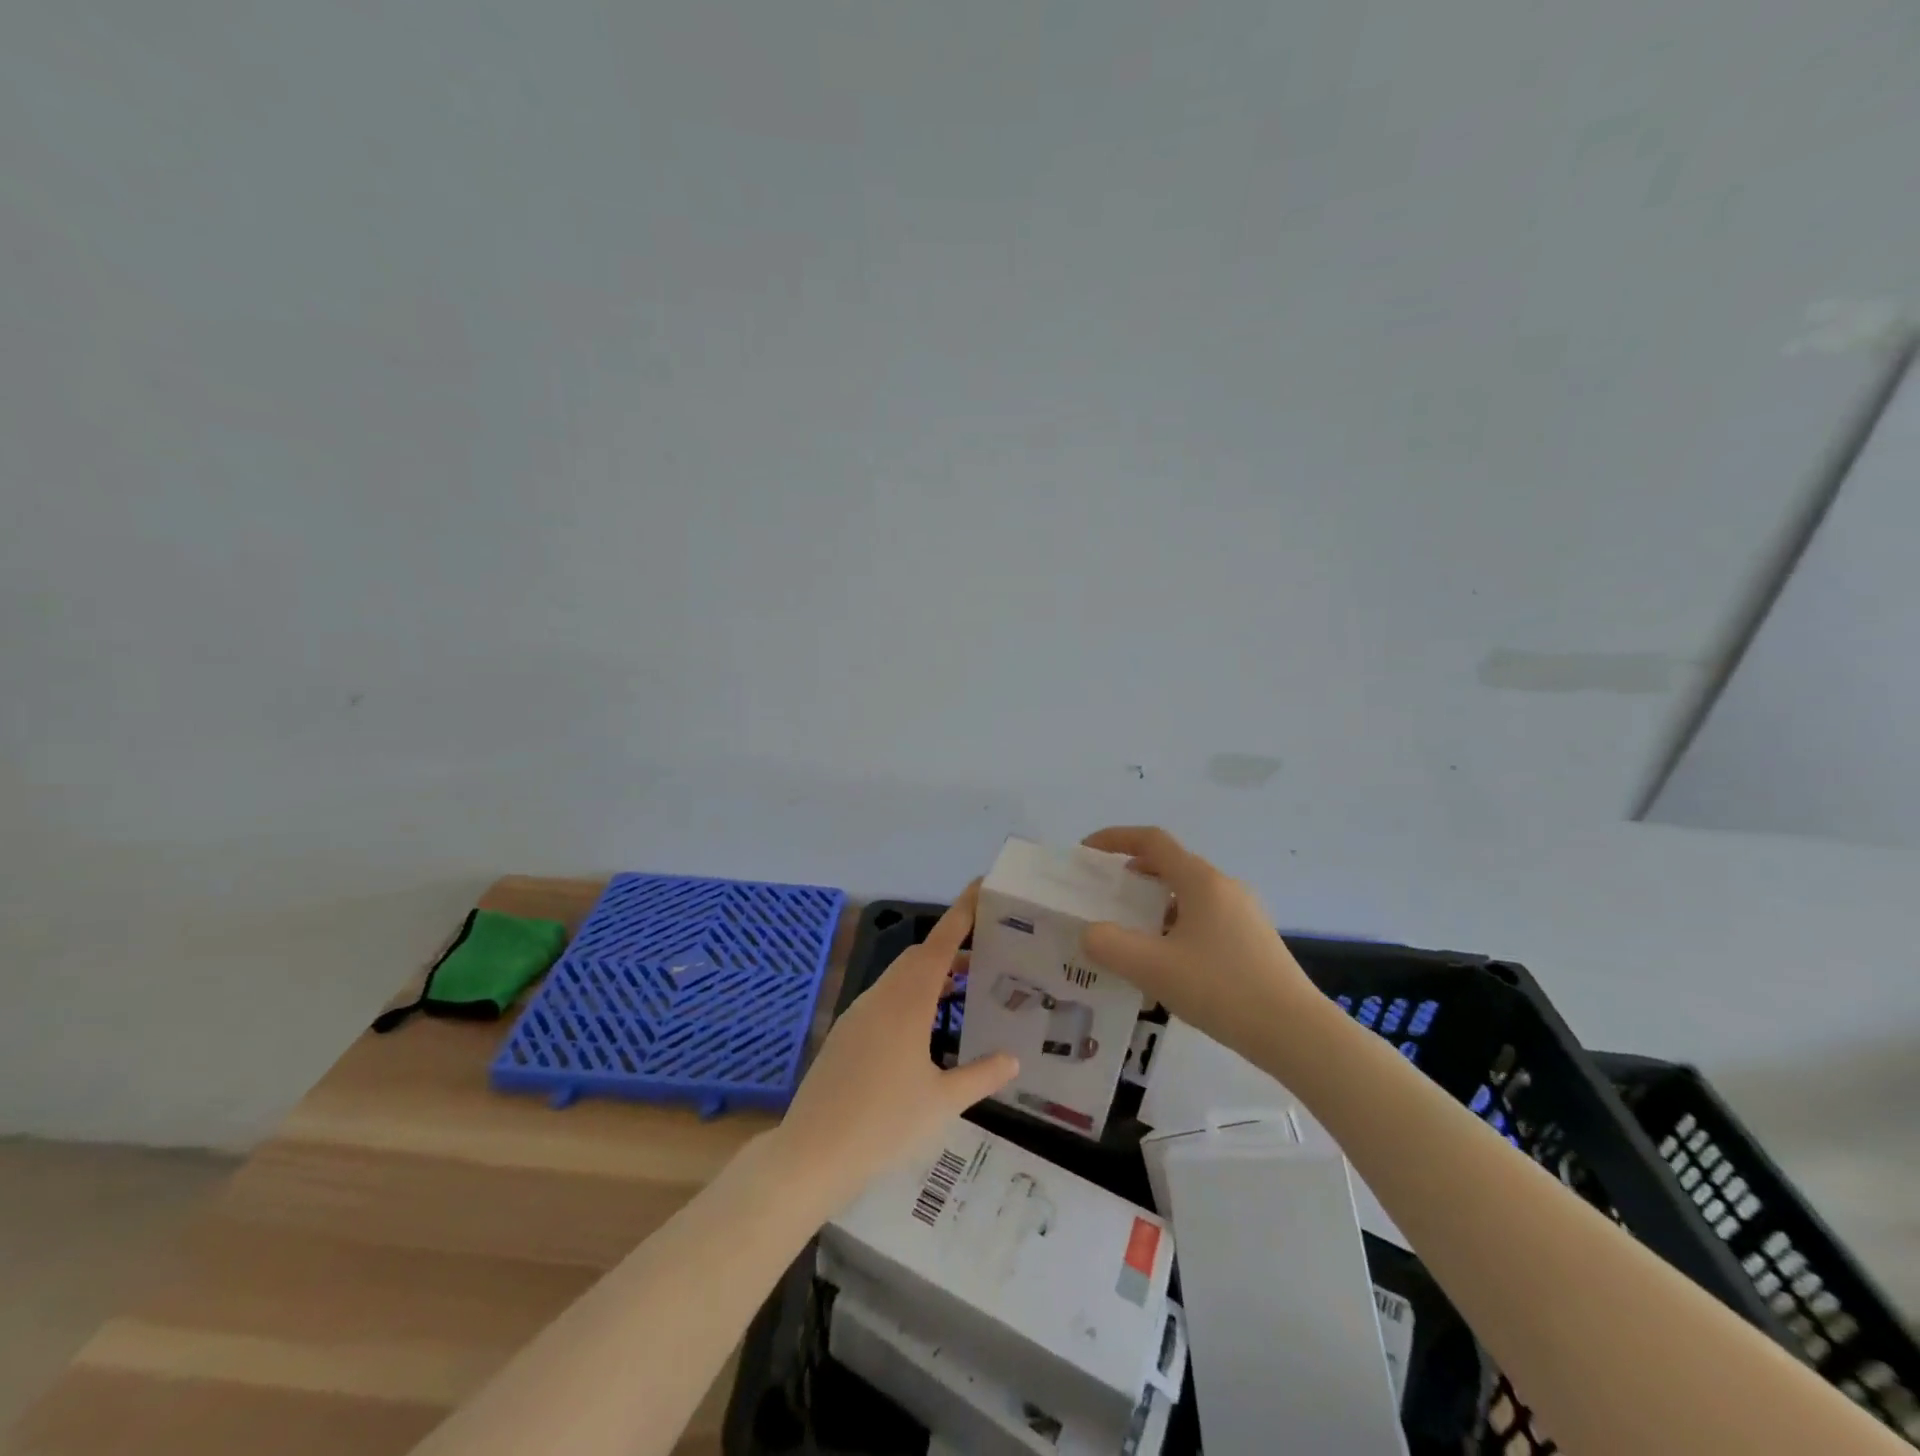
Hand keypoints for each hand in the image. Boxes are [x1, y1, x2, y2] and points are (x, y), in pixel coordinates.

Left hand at [774, 885, 1017, 1209]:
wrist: (812, 1153)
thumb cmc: (884, 1124)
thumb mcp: (943, 1103)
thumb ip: (981, 1076)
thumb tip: (1013, 1059)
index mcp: (907, 1002)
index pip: (940, 944)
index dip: (961, 913)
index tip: (980, 887)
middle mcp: (881, 997)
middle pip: (919, 957)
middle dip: (951, 949)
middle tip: (986, 957)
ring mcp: (858, 1014)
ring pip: (900, 978)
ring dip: (930, 975)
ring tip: (963, 991)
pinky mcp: (845, 1034)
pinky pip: (885, 999)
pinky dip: (911, 996)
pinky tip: (924, 1030)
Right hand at [1081, 826, 1317, 1054]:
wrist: (1297, 1034)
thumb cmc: (1221, 989)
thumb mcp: (1153, 968)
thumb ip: (1109, 945)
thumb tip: (1090, 933)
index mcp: (1201, 881)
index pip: (1151, 841)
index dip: (1115, 838)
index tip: (1086, 852)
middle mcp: (1224, 887)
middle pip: (1170, 864)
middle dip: (1132, 872)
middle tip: (1103, 893)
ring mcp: (1243, 913)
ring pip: (1188, 893)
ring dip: (1153, 901)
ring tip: (1129, 930)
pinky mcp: (1253, 940)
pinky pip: (1203, 916)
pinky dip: (1175, 923)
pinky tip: (1166, 960)